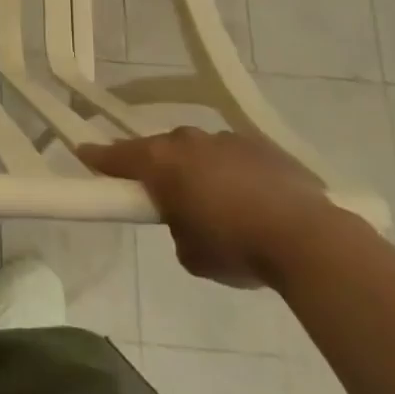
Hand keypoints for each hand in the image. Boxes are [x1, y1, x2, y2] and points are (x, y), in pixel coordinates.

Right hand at [78, 126, 339, 288]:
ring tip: (215, 201)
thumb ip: (176, 228)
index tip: (85, 156)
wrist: (310, 239)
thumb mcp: (190, 253)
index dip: (98, 159)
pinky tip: (250, 199)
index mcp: (160, 163)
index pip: (116, 156)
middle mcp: (188, 141)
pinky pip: (235, 157)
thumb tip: (186, 220)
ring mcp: (228, 140)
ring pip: (199, 151)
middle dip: (157, 168)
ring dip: (199, 169)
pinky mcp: (264, 147)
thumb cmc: (236, 247)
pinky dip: (233, 172)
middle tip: (161, 193)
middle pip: (160, 150)